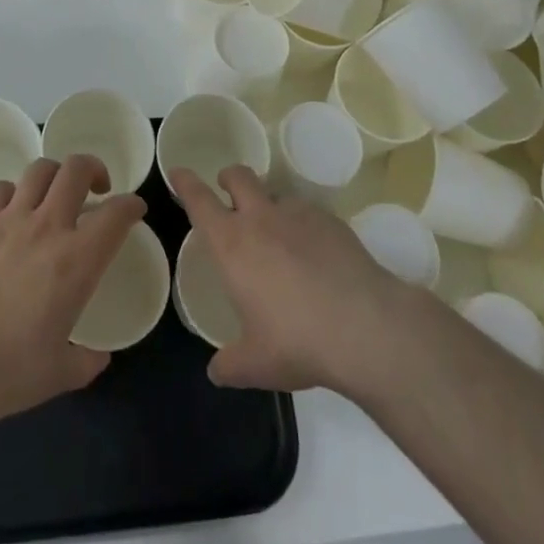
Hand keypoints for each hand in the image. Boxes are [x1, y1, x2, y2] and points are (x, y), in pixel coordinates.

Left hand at [0, 155, 144, 428]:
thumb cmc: (8, 370)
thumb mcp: (58, 374)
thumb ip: (84, 361)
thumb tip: (98, 358)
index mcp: (78, 260)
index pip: (116, 215)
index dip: (131, 205)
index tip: (134, 209)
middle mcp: (48, 227)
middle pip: (77, 170)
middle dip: (93, 170)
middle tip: (96, 188)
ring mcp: (9, 219)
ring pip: (39, 170)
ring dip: (54, 175)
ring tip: (53, 192)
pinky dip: (10, 192)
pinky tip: (9, 209)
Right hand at [173, 165, 418, 395]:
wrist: (364, 326)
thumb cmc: (297, 341)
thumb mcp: (256, 364)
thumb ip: (231, 365)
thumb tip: (216, 372)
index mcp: (232, 244)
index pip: (200, 200)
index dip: (186, 183)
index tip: (178, 171)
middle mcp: (261, 218)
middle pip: (238, 176)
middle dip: (228, 178)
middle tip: (227, 192)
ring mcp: (298, 214)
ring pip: (275, 193)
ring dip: (269, 205)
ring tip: (279, 236)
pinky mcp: (331, 220)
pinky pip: (308, 213)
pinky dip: (303, 225)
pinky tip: (315, 255)